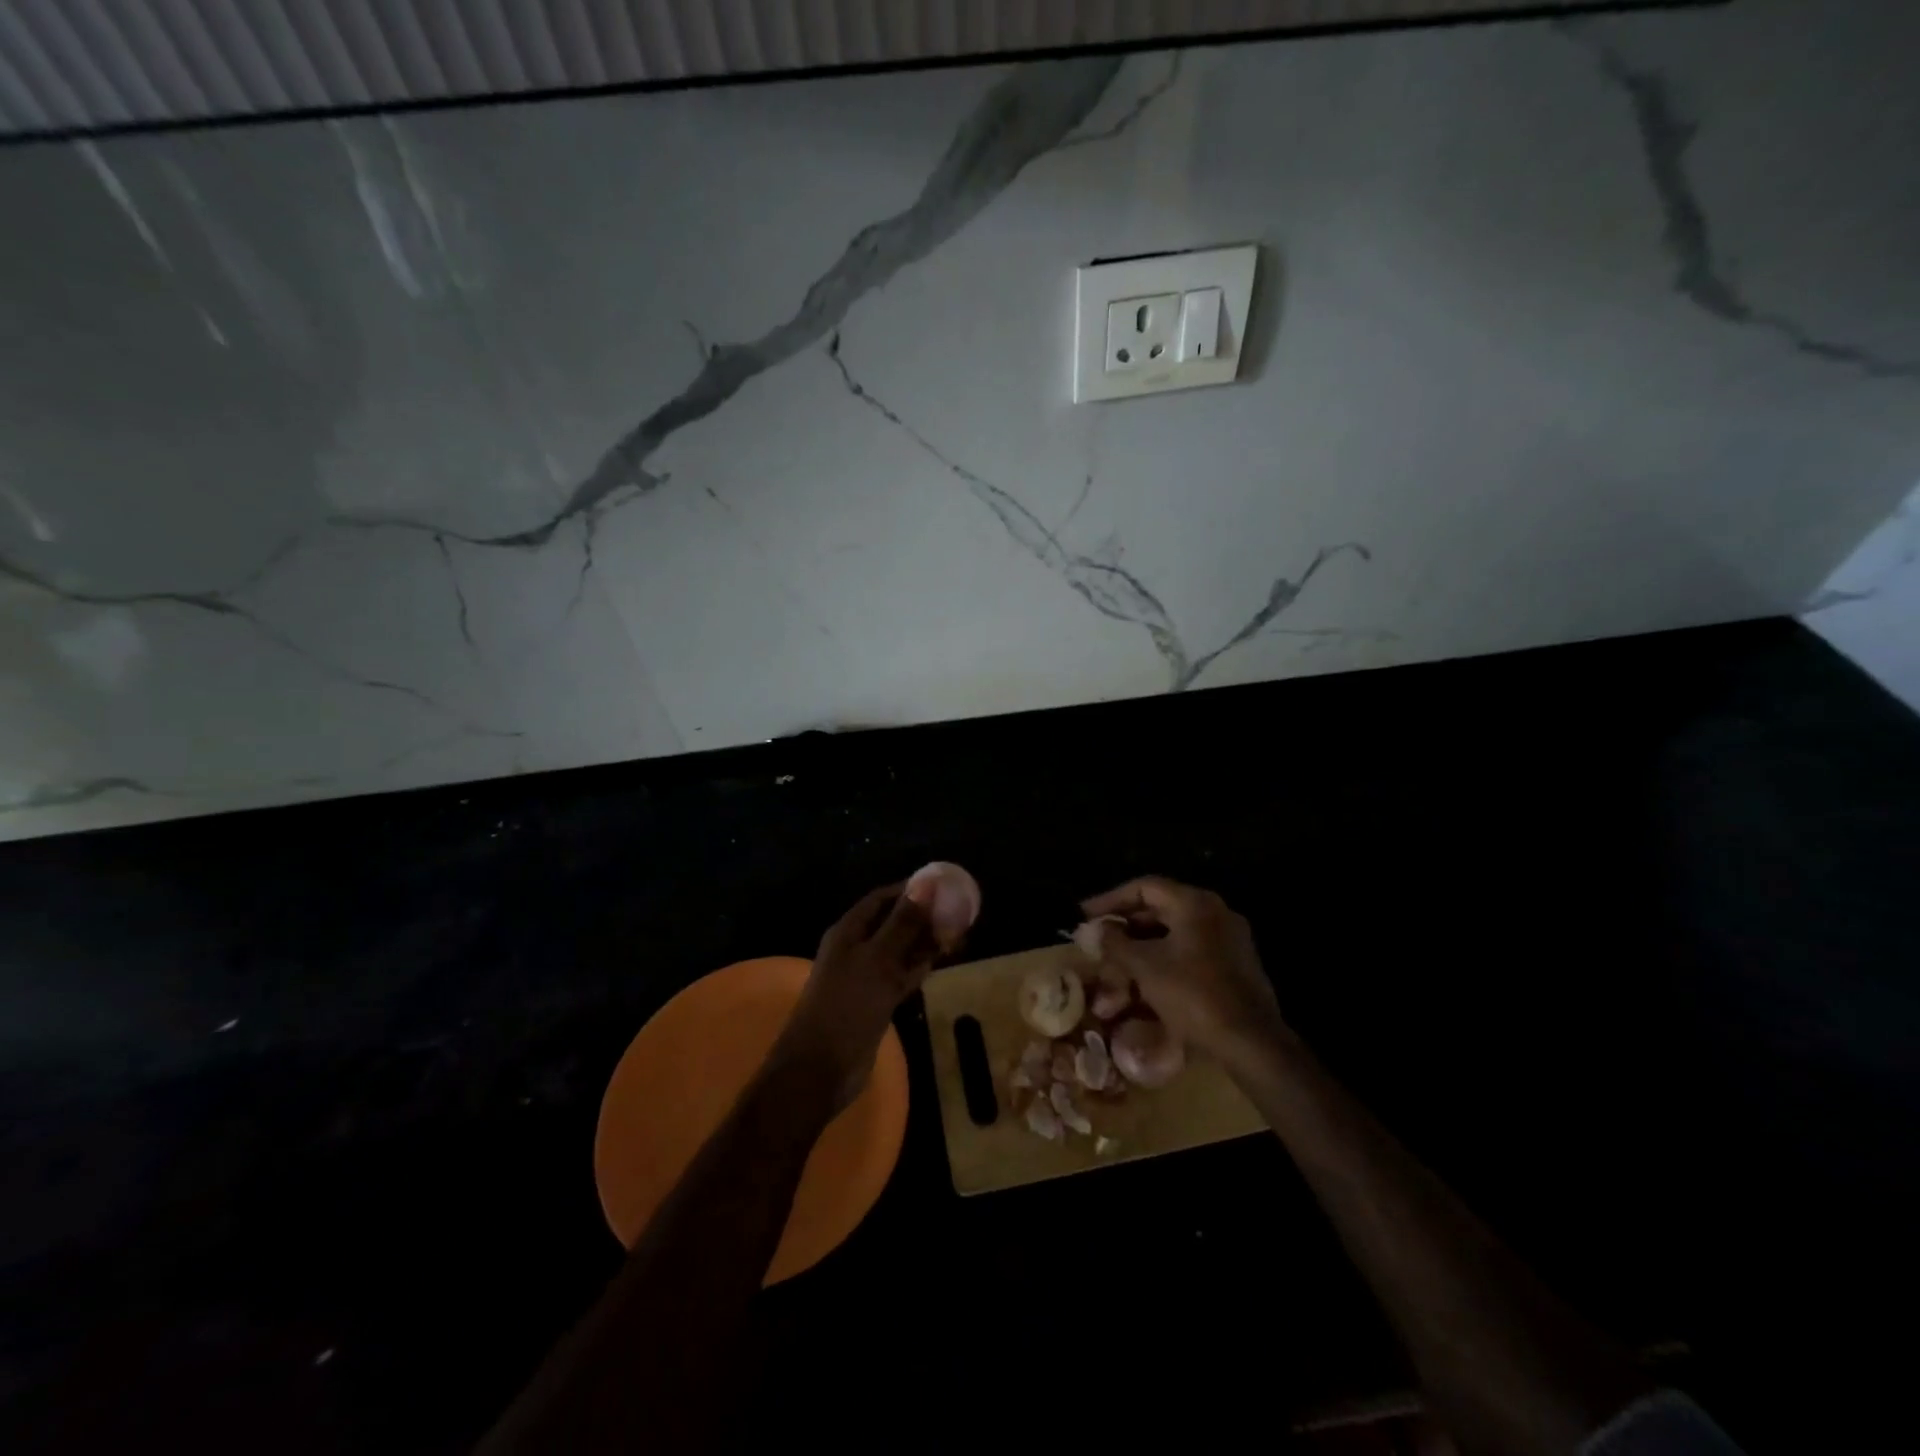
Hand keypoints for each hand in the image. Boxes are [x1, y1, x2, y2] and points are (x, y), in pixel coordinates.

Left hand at [773, 882, 939, 1110]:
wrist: (821, 1069)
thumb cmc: (847, 1006)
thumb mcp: (878, 960)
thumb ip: (903, 923)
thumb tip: (926, 883)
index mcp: (849, 930)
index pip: (882, 898)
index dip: (911, 889)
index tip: (945, 886)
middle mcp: (856, 948)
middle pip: (893, 922)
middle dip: (923, 915)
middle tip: (960, 912)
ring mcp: (866, 976)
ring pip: (900, 949)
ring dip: (925, 941)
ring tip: (959, 933)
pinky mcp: (875, 1001)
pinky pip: (901, 975)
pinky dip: (920, 966)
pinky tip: (942, 961)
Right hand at [1080, 876, 1287, 1071]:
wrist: (1251, 1043)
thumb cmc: (1194, 996)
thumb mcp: (1145, 967)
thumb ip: (1116, 943)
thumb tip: (1096, 929)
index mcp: (1195, 904)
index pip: (1144, 887)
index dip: (1110, 899)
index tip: (1085, 915)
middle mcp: (1215, 913)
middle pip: (1160, 910)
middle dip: (1125, 927)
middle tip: (1098, 940)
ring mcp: (1228, 939)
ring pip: (1173, 934)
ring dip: (1142, 947)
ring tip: (1116, 965)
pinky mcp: (1234, 965)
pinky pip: (1190, 952)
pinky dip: (1163, 960)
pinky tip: (1145, 982)